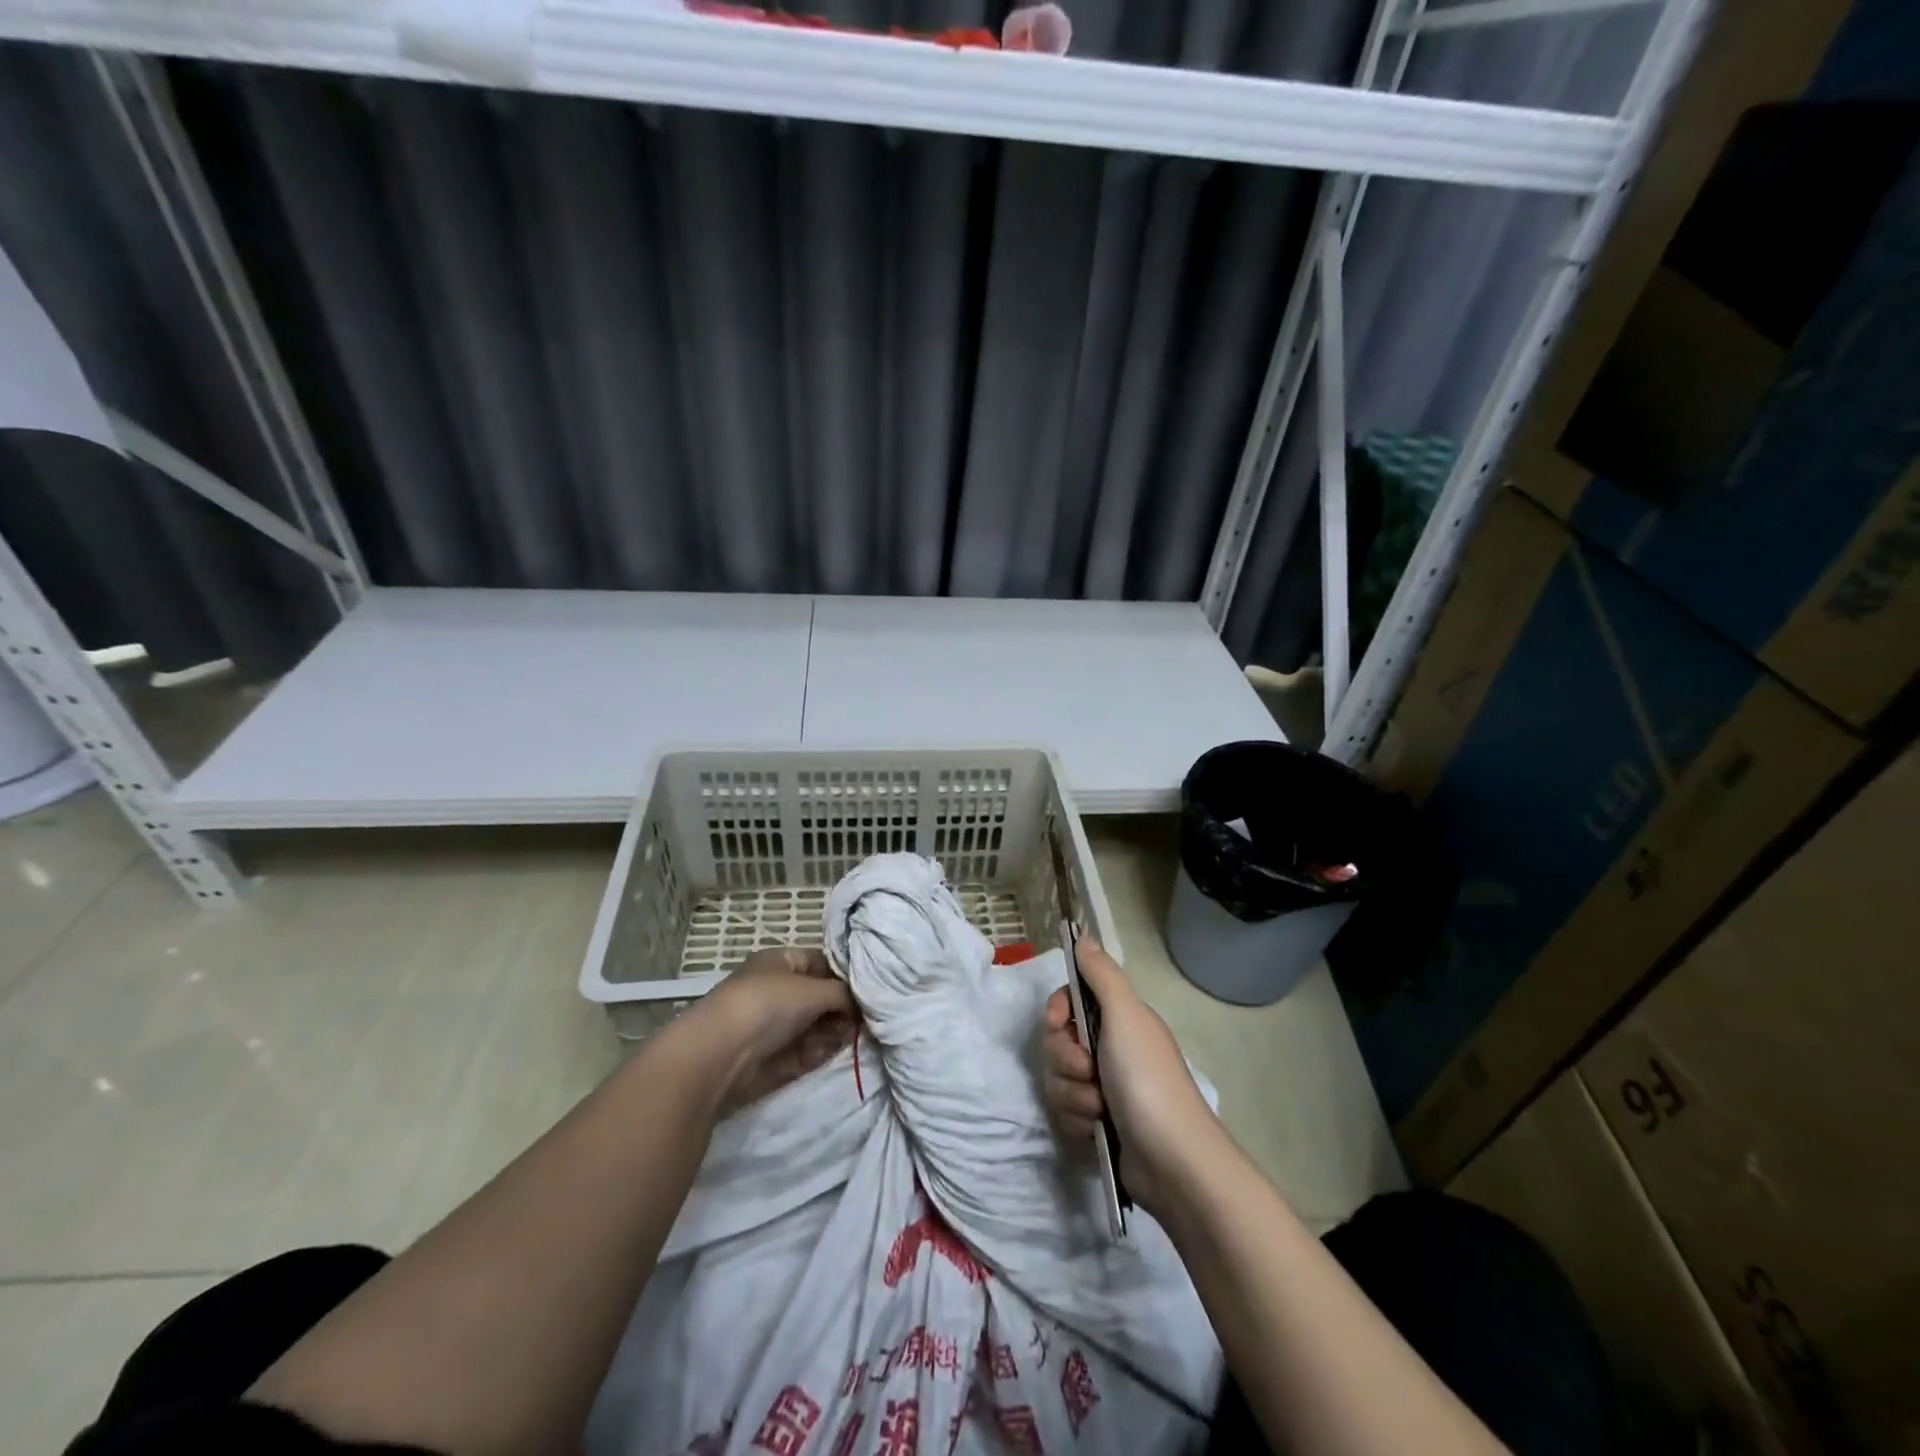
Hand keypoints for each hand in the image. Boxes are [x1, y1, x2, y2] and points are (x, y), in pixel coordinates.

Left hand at [694, 946, 857, 1113]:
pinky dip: (821, 1051)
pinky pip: (806, 1051)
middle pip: (820, 997)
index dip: (845, 974)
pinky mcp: (774, 1057)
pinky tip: (835, 1050)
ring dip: (835, 1030)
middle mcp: (778, 990)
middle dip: (843, 1007)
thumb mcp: (812, 990)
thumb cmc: (767, 1005)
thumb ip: (843, 993)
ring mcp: (774, 1025)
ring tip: (852, 1035)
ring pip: (816, 1025)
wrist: (720, 1055)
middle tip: (866, 1017)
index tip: (870, 988)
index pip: (821, 962)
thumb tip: (862, 1002)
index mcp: (780, 962)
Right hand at [1041, 940, 1222, 1214]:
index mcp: (1119, 1019)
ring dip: (1073, 1094)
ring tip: (1098, 1109)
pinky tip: (1096, 1129)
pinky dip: (1077, 1120)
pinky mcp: (1098, 1122)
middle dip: (1066, 1059)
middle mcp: (1111, 1048)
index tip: (1059, 1022)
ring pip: (1058, 1078)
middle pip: (1058, 1040)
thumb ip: (1101, 975)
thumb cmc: (1147, 1079)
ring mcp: (1104, 1087)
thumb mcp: (1125, 1017)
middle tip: (1089, 1071)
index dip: (1058, 1011)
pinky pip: (1065, 1110)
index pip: (1070, 1000)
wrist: (1172, 1162)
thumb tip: (1083, 937)